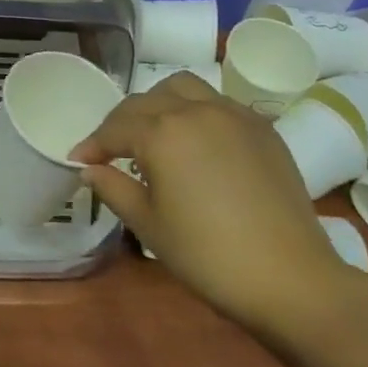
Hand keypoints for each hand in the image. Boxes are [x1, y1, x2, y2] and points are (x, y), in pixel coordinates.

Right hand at [71, 73, 367, 338]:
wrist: (289, 278)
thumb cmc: (208, 256)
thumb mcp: (149, 225)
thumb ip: (114, 188)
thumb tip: (89, 169)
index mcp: (162, 132)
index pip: (115, 129)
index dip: (93, 144)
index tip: (78, 160)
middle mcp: (195, 110)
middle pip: (145, 102)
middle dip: (121, 122)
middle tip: (111, 150)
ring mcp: (233, 114)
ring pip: (184, 88)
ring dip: (159, 103)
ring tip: (154, 133)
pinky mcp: (262, 128)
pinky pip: (218, 103)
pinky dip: (196, 111)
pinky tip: (196, 142)